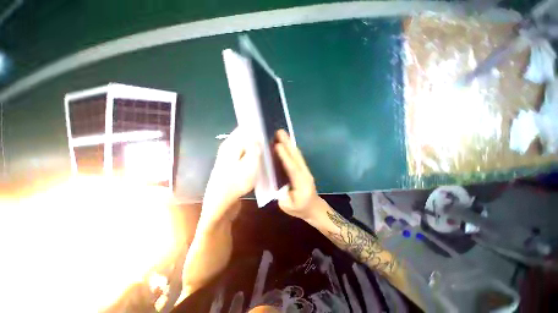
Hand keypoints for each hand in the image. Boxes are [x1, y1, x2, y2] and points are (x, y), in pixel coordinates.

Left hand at [202, 128, 260, 223]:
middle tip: (270, 144)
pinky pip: (244, 157)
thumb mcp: (250, 164)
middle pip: (245, 138)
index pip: (244, 128)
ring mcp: (230, 158)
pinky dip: (252, 157)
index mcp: (231, 144)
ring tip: (268, 152)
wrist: (221, 205)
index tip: (268, 131)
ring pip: (246, 148)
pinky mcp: (232, 167)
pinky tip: (260, 162)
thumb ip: (255, 148)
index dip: (256, 128)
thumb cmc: (236, 183)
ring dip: (256, 149)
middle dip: (257, 139)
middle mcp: (229, 148)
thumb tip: (257, 135)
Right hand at [275, 129, 321, 220]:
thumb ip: (281, 194)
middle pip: (296, 157)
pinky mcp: (304, 169)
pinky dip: (292, 149)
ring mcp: (306, 171)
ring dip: (290, 144)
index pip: (292, 168)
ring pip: (298, 155)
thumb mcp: (287, 206)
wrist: (314, 208)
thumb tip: (275, 181)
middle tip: (280, 132)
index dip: (285, 156)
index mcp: (301, 184)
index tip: (277, 145)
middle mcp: (305, 174)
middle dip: (287, 143)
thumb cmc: (301, 209)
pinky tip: (287, 143)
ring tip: (283, 134)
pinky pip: (297, 157)